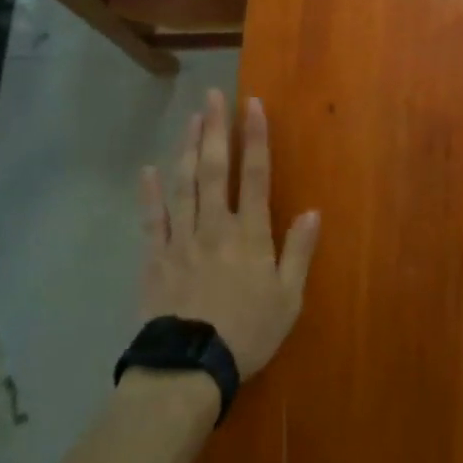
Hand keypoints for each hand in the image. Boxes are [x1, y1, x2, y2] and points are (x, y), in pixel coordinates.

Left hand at [138, 89, 321, 380]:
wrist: (190, 366)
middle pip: (216, 169)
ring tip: (191, 119)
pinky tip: (148, 169)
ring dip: (188, 149)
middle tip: (213, 96)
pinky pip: (153, 219)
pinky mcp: (156, 257)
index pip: (255, 175)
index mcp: (250, 234)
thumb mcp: (288, 298)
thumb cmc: (248, 333)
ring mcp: (182, 239)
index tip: (252, 104)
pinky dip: (150, 193)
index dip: (255, 137)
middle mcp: (215, 225)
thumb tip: (314, 211)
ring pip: (185, 184)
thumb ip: (299, 251)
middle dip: (216, 129)